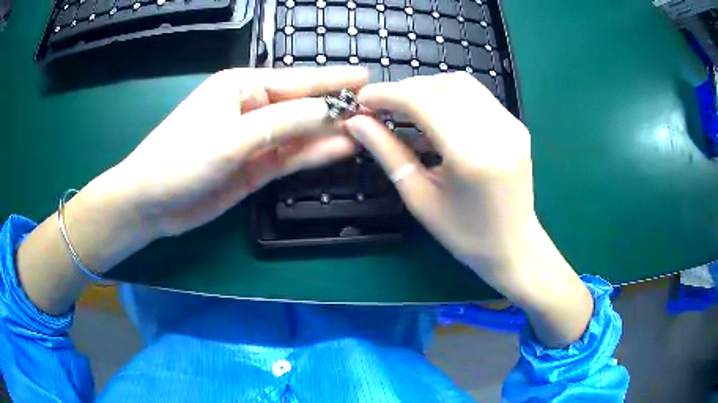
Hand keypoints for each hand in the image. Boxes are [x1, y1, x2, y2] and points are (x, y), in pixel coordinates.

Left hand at [98, 67, 366, 240]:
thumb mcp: (232, 137)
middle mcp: (251, 108)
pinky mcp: (255, 167)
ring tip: (368, 132)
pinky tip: (341, 150)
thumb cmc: (180, 159)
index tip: (366, 79)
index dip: (332, 81)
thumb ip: (284, 123)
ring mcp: (255, 140)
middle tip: (377, 111)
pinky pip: (290, 157)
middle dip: (337, 109)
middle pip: (302, 107)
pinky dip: (314, 155)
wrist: (152, 204)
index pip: (296, 80)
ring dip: (330, 134)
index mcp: (242, 86)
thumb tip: (332, 111)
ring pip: (300, 134)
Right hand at [346, 72, 533, 287]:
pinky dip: (450, 99)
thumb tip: (357, 122)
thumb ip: (388, 153)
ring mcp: (511, 125)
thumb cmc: (464, 233)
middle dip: (407, 88)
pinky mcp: (516, 126)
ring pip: (462, 83)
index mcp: (471, 155)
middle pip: (443, 83)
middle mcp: (497, 130)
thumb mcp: (419, 197)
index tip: (363, 99)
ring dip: (429, 89)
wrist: (514, 246)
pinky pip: (477, 97)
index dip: (388, 94)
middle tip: (384, 106)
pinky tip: (437, 119)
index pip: (423, 101)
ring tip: (407, 110)